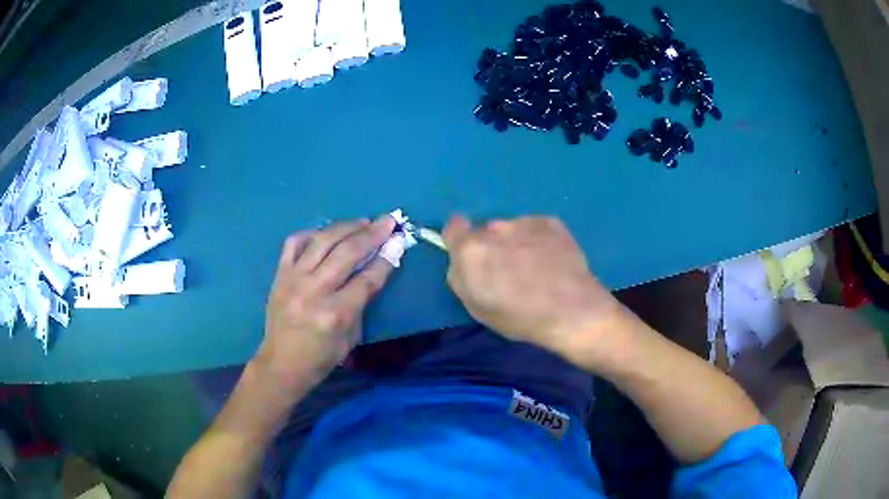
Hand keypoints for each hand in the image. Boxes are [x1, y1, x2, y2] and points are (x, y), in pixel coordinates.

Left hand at [255, 216, 396, 395]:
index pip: (367, 279)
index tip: (399, 240)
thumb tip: (375, 267)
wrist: (281, 364)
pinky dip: (312, 233)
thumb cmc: (321, 358)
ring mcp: (293, 279)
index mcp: (335, 314)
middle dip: (372, 234)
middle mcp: (313, 291)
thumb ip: (362, 302)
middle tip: (388, 220)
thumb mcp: (351, 338)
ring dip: (346, 227)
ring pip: (322, 241)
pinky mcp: (279, 274)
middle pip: (347, 253)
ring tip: (363, 221)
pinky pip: (294, 242)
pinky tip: (327, 232)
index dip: (386, 258)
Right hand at [442, 215, 624, 363]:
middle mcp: (494, 228)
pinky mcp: (549, 221)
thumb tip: (463, 261)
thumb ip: (461, 277)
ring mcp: (524, 222)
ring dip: (516, 243)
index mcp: (470, 250)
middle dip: (492, 247)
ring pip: (511, 230)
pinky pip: (535, 229)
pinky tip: (552, 262)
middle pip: (485, 232)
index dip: (459, 240)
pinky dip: (539, 241)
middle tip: (509, 271)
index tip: (470, 255)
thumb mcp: (476, 307)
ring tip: (536, 269)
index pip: (452, 227)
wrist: (571, 311)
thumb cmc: (519, 317)